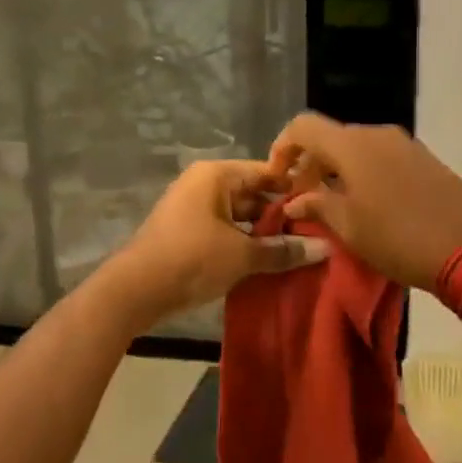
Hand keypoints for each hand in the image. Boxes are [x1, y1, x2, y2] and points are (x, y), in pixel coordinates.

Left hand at [104, 161, 328, 329]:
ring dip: (263, 234)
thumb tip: (326, 249)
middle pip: (252, 194)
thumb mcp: (243, 255)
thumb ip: (283, 250)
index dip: (295, 189)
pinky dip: (244, 243)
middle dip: (281, 216)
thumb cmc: (192, 259)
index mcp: (216, 176)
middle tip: (316, 234)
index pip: (266, 172)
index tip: (324, 207)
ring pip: (239, 216)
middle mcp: (204, 184)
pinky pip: (224, 231)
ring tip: (298, 251)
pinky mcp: (187, 232)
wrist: (135, 290)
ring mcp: (193, 208)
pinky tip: (268, 262)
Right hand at [269, 115, 461, 291]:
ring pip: (356, 148)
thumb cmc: (399, 238)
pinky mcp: (424, 159)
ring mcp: (404, 144)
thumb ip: (317, 207)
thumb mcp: (349, 228)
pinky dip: (362, 172)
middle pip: (331, 137)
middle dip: (310, 164)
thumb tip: (294, 201)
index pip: (303, 127)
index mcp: (352, 145)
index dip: (282, 147)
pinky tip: (365, 203)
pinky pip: (380, 157)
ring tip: (331, 204)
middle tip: (301, 199)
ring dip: (336, 170)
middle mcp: (377, 134)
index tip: (277, 178)